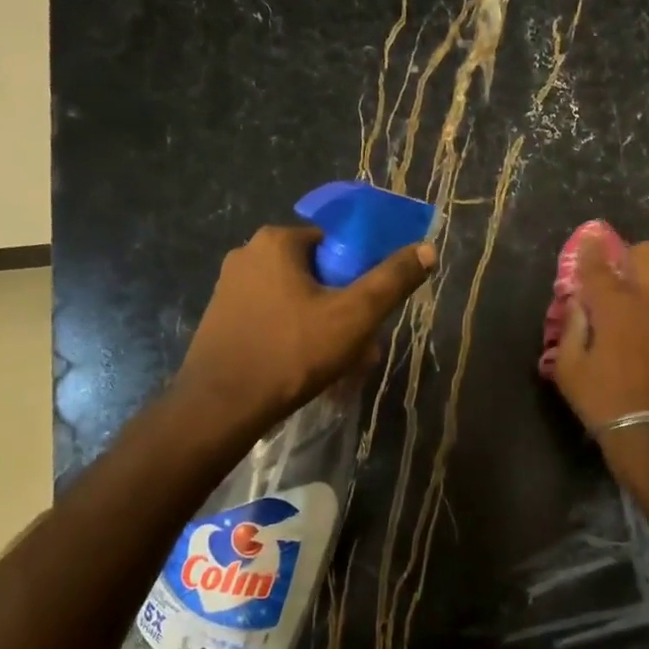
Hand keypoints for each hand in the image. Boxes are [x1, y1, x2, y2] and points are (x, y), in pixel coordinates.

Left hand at [171, 225, 434, 435]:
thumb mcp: (355, 315)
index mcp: (276, 241)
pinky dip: (294, 336)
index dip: (360, 275)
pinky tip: (306, 369)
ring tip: (339, 364)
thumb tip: (428, 248)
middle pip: (317, 273)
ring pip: (295, 299)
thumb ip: (393, 279)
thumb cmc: (291, 352)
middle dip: (343, 307)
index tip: (369, 310)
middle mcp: (247, 255)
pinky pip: (272, 318)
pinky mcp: (221, 319)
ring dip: (322, 326)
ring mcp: (229, 288)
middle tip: (360, 344)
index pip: (336, 244)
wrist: (221, 407)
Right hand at [553, 235, 648, 462]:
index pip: (599, 266)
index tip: (590, 240)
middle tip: (627, 274)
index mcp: (614, 307)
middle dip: (633, 258)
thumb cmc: (604, 401)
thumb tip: (578, 303)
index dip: (591, 249)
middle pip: (648, 253)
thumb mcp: (569, 369)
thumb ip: (572, 328)